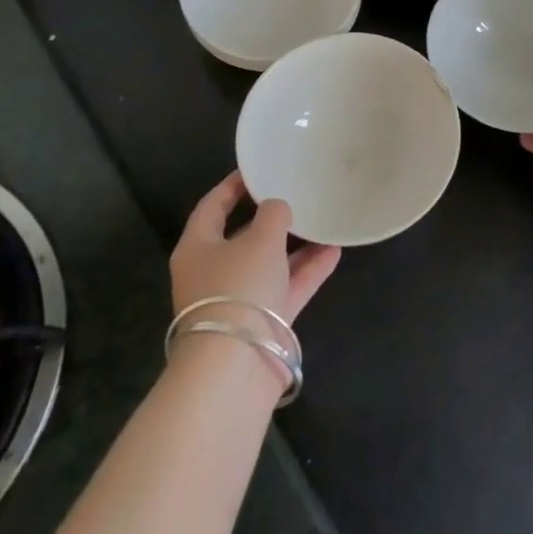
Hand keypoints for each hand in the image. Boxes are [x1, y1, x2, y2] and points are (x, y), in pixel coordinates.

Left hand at [170, 172, 340, 321]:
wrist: (236, 364)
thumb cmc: (238, 288)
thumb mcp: (260, 239)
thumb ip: (273, 215)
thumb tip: (278, 208)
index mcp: (198, 248)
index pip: (212, 207)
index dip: (233, 186)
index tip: (257, 169)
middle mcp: (214, 272)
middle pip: (242, 236)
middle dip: (270, 218)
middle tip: (297, 194)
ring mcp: (239, 299)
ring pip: (269, 262)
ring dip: (295, 244)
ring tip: (323, 220)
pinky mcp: (263, 321)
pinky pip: (288, 286)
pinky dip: (309, 270)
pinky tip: (335, 250)